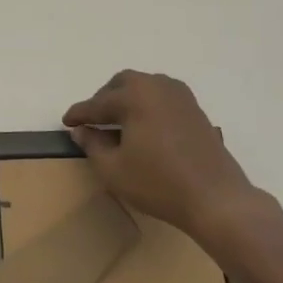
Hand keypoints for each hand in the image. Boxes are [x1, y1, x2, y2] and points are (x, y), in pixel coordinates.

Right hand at [62, 70, 268, 252]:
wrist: (216, 198)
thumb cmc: (158, 183)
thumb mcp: (114, 169)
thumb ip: (92, 144)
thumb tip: (81, 130)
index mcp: (134, 96)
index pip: (97, 103)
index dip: (79, 114)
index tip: (66, 122)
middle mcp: (157, 86)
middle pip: (122, 84)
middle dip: (104, 99)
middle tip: (92, 120)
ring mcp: (181, 96)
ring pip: (145, 87)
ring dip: (127, 99)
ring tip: (117, 123)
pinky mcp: (196, 110)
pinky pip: (162, 97)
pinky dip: (147, 105)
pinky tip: (144, 128)